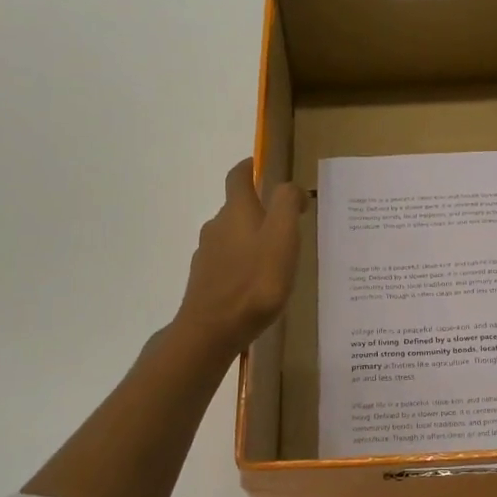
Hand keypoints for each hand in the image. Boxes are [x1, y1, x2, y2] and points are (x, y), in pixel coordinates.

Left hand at [174, 159, 304, 356]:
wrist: (212, 330)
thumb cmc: (254, 281)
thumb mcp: (282, 236)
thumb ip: (287, 204)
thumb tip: (290, 188)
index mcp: (236, 211)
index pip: (238, 177)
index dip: (249, 167)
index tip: (261, 165)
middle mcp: (217, 227)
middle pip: (236, 208)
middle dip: (258, 209)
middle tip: (285, 221)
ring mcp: (207, 256)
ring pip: (231, 237)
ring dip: (251, 238)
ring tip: (275, 256)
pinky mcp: (206, 282)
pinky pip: (227, 263)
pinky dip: (242, 264)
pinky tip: (257, 283)